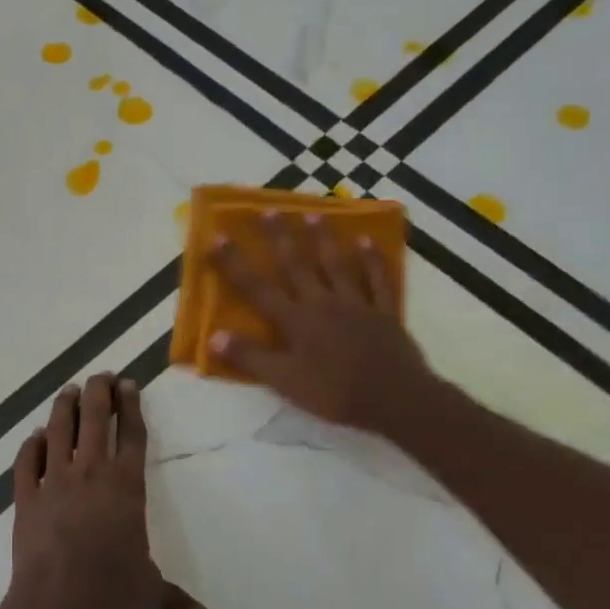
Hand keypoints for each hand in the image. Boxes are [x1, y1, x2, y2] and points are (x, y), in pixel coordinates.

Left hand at [10, 373, 215, 608]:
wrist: (58, 600)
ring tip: (68, 391)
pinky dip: (30, 446)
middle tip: (100, 376)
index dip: (131, 407)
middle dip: (98, 393)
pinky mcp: (25, 497)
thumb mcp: (150, 594)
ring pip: (59, 431)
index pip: (131, 435)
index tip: (128, 385)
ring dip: (64, 408)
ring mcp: (54, 481)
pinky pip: (26, 462)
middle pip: (95, 420)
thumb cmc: (111, 590)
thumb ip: (178, 606)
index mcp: (125, 486)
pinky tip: (34, 437)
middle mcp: (90, 473)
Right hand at [209, 213, 442, 439]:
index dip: (234, 263)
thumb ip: (250, 357)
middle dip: (278, 237)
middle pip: (296, 264)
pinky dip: (372, 259)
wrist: (395, 399)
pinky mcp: (384, 311)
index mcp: (295, 320)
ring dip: (323, 239)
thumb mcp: (284, 381)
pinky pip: (377, 279)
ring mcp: (356, 303)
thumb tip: (214, 336)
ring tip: (313, 214)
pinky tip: (367, 241)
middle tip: (268, 209)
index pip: (256, 287)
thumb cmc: (334, 392)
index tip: (217, 237)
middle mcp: (321, 302)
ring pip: (336, 264)